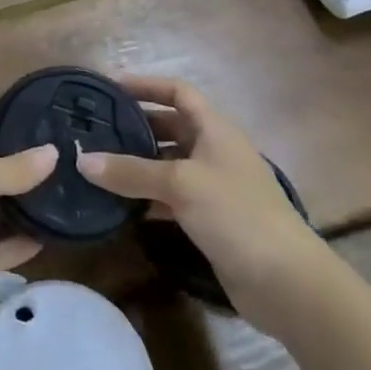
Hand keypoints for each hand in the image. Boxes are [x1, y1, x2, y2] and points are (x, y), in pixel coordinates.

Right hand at [76, 75, 330, 332]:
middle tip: (96, 127)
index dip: (146, 85)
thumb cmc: (237, 215)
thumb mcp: (180, 184)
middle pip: (171, 126)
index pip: (178, 92)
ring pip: (169, 163)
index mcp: (215, 130)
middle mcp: (216, 152)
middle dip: (136, 125)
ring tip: (100, 163)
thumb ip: (130, 172)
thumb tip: (81, 161)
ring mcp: (215, 187)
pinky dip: (148, 196)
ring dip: (138, 163)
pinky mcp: (212, 220)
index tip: (110, 87)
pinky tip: (122, 204)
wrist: (289, 285)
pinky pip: (172, 196)